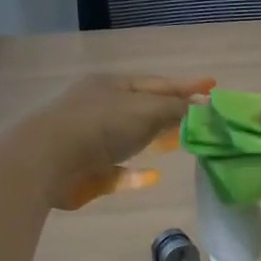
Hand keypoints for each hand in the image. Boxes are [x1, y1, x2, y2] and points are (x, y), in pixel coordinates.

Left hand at [24, 74, 212, 209]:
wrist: (47, 160)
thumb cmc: (100, 125)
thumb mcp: (146, 110)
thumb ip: (177, 110)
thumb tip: (204, 110)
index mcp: (113, 85)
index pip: (158, 83)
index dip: (187, 85)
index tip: (213, 86)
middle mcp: (100, 107)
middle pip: (144, 108)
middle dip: (171, 111)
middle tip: (199, 117)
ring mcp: (90, 139)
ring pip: (130, 137)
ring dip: (154, 139)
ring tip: (178, 143)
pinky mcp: (86, 170)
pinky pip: (118, 170)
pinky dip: (135, 173)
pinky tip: (152, 176)